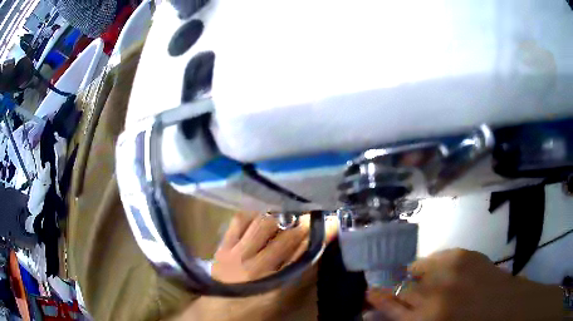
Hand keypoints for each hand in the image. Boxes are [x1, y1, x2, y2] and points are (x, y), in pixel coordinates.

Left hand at [178, 213, 337, 320]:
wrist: (219, 310)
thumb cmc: (255, 307)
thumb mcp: (283, 297)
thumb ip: (300, 272)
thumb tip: (317, 248)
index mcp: (273, 280)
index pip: (302, 250)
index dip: (318, 234)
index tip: (332, 221)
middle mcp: (255, 264)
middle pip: (283, 233)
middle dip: (302, 218)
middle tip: (313, 209)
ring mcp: (235, 252)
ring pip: (261, 223)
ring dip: (279, 211)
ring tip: (290, 204)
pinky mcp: (223, 246)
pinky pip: (238, 221)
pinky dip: (253, 212)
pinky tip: (262, 208)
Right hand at [367, 249, 563, 320]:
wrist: (508, 310)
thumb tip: (384, 316)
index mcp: (426, 320)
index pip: (388, 308)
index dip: (375, 303)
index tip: (366, 299)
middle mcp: (433, 294)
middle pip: (399, 289)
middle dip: (386, 290)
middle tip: (380, 290)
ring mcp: (451, 270)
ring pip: (415, 270)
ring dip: (411, 279)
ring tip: (416, 283)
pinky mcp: (465, 254)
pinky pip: (436, 258)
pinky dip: (431, 266)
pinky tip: (437, 273)